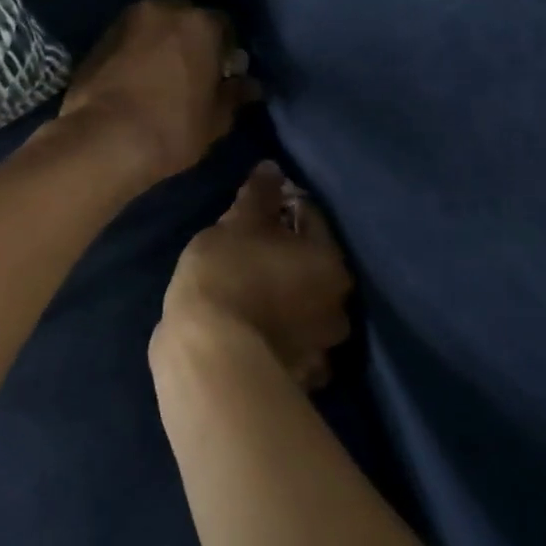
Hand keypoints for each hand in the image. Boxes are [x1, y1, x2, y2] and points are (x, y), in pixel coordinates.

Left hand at [56, 0, 260, 189]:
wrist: (102, 140)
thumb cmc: (171, 129)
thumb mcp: (215, 120)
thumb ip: (233, 95)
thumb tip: (247, 85)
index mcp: (200, 23)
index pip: (224, 27)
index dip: (226, 52)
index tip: (223, 76)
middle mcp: (162, 10)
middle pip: (185, 20)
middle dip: (191, 42)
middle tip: (192, 75)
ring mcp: (125, 22)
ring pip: (153, 28)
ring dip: (161, 45)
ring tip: (161, 79)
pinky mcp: (97, 39)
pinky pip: (128, 41)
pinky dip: (135, 54)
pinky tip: (135, 82)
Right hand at [157, 162, 354, 389]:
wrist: (208, 351)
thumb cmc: (228, 274)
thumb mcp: (237, 223)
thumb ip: (260, 193)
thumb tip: (273, 167)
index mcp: (330, 263)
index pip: (310, 217)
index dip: (282, 206)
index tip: (254, 207)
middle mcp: (338, 306)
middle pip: (312, 266)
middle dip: (287, 256)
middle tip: (249, 250)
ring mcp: (321, 348)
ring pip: (304, 310)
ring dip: (286, 300)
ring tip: (249, 292)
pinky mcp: (299, 379)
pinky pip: (290, 344)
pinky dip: (277, 336)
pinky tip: (252, 329)